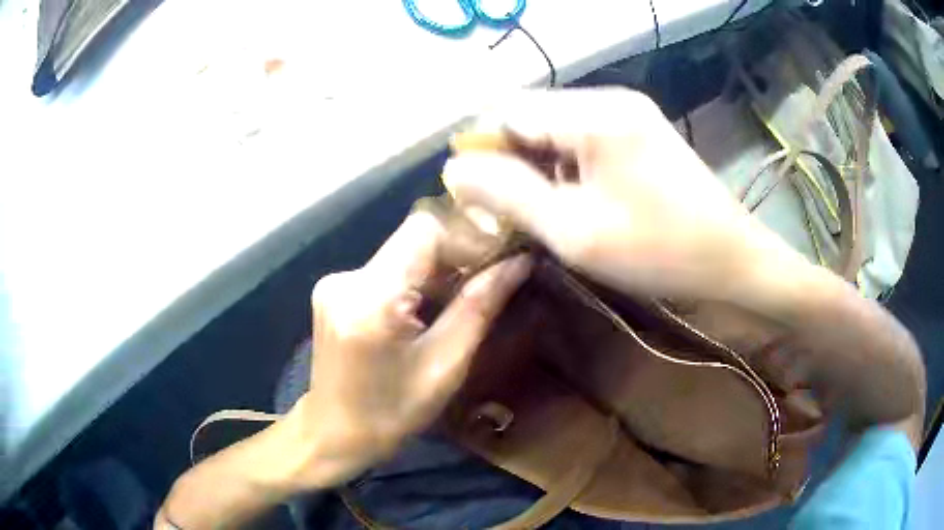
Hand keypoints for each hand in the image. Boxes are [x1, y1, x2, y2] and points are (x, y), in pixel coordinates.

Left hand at [281, 211, 530, 489]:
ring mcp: (336, 282)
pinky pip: (387, 269)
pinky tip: (431, 307)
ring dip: (439, 269)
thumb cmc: (392, 413)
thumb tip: (519, 262)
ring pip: (403, 252)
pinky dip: (416, 280)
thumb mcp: (445, 367)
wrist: (334, 432)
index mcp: (371, 300)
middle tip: (493, 279)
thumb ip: (479, 307)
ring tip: (467, 296)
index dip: (469, 237)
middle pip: (414, 238)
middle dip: (458, 254)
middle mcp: (347, 279)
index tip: (501, 260)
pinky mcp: (336, 289)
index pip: (425, 230)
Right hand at [443, 88, 806, 301]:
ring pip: (554, 125)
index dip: (481, 150)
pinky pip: (582, 135)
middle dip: (508, 157)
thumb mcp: (575, 231)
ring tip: (537, 209)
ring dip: (535, 162)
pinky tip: (570, 197)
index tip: (473, 196)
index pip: (508, 111)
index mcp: (594, 114)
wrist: (732, 259)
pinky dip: (563, 163)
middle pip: (531, 113)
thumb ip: (509, 194)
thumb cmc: (659, 252)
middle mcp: (608, 97)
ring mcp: (628, 110)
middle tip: (504, 209)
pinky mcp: (639, 128)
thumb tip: (455, 169)